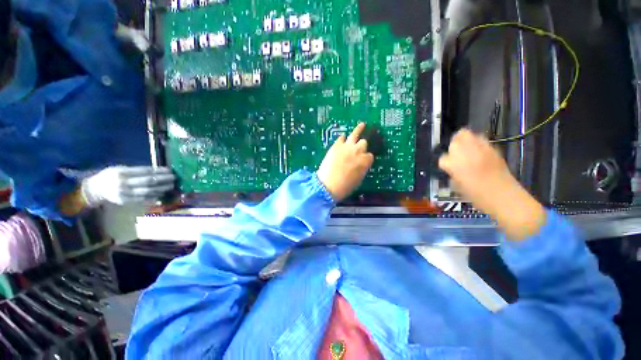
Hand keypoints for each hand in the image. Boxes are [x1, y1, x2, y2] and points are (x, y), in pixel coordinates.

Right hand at [81, 166, 175, 206]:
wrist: (95, 189)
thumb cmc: (110, 176)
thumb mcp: (120, 169)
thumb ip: (136, 170)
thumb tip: (156, 171)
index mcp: (122, 172)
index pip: (145, 171)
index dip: (159, 171)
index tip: (170, 170)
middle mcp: (123, 183)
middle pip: (148, 181)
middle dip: (163, 179)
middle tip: (174, 178)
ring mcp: (124, 193)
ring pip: (147, 191)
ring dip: (161, 189)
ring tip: (171, 186)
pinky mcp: (126, 201)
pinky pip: (143, 199)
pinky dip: (153, 196)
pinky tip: (162, 194)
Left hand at [317, 123, 374, 201]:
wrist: (328, 185)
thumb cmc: (345, 186)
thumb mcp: (359, 179)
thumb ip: (362, 169)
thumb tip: (361, 164)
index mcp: (365, 161)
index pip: (370, 156)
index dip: (366, 158)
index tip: (364, 161)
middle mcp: (358, 151)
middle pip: (364, 143)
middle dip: (362, 145)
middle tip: (360, 148)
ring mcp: (347, 146)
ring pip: (355, 134)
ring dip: (359, 129)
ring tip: (362, 124)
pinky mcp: (336, 145)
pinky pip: (341, 138)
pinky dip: (343, 138)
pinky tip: (343, 137)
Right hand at [438, 129, 515, 209]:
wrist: (504, 197)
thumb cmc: (477, 196)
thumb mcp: (457, 186)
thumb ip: (452, 173)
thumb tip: (452, 168)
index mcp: (453, 164)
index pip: (443, 158)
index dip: (446, 163)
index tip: (449, 168)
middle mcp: (465, 153)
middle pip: (454, 140)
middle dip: (453, 146)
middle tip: (455, 154)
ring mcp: (480, 148)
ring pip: (467, 134)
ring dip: (464, 141)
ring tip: (466, 150)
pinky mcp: (492, 148)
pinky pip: (481, 140)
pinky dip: (477, 143)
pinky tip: (478, 152)